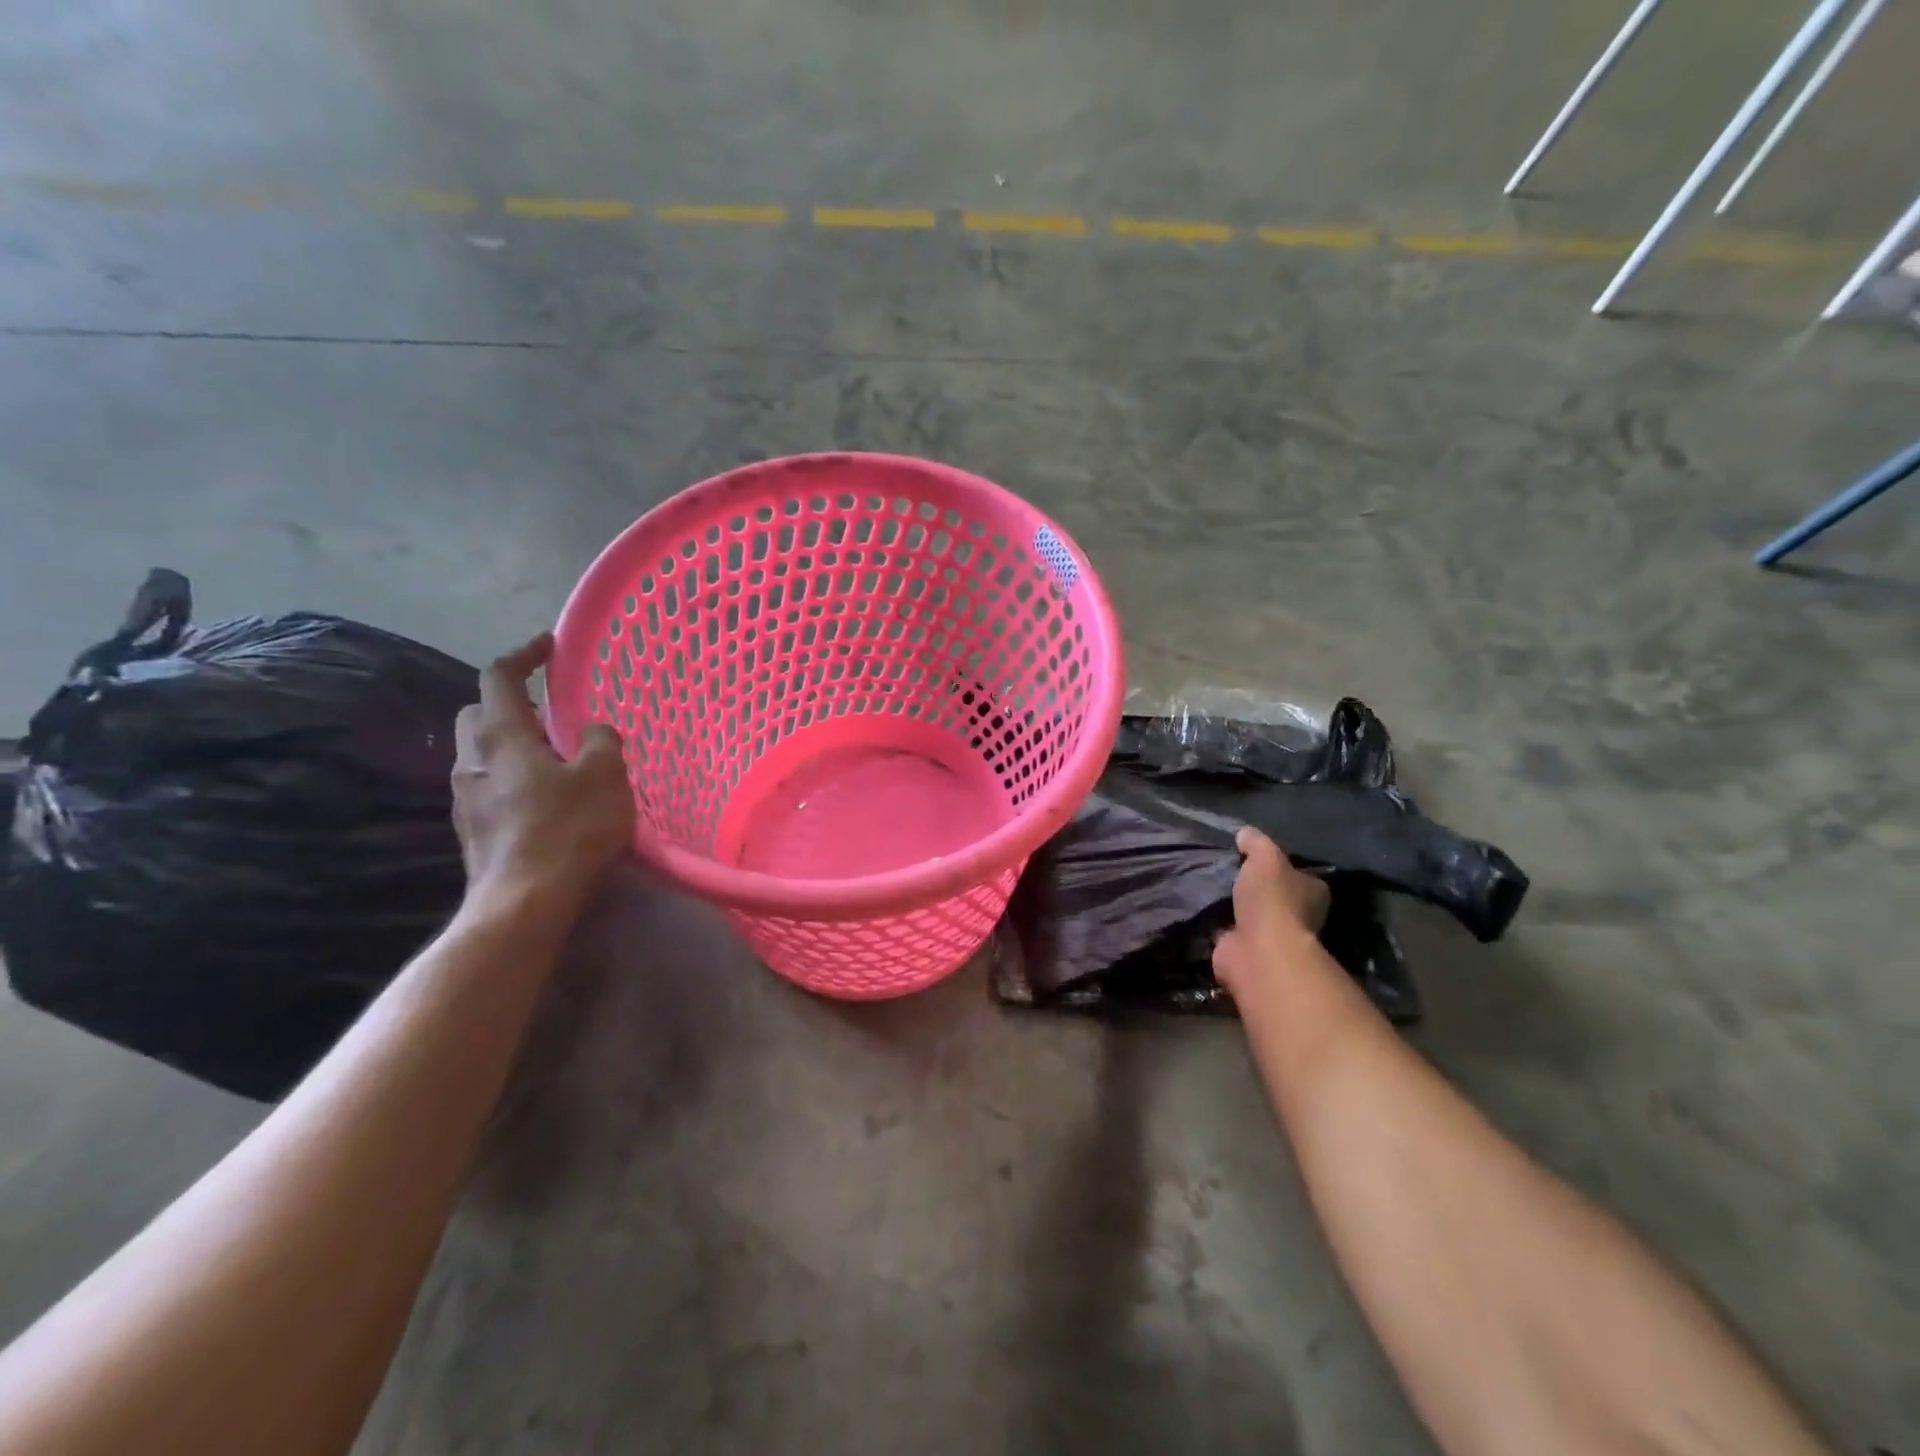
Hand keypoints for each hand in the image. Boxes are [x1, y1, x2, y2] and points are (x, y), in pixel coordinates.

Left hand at [452, 634, 634, 925]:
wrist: (524, 904)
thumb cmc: (568, 830)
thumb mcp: (605, 777)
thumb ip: (600, 741)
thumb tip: (592, 730)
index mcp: (501, 737)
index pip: (498, 677)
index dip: (523, 655)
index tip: (548, 646)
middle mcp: (472, 760)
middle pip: (479, 713)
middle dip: (509, 702)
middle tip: (549, 709)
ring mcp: (465, 797)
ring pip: (481, 752)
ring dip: (511, 743)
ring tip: (553, 756)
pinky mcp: (472, 828)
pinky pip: (488, 784)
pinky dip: (512, 775)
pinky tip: (544, 797)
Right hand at [1212, 826, 1330, 996]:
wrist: (1258, 950)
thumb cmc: (1272, 899)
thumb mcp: (1265, 857)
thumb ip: (1256, 843)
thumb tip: (1245, 833)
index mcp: (1312, 893)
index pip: (1300, 876)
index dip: (1281, 868)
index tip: (1256, 860)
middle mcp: (1300, 917)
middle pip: (1277, 898)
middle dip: (1257, 890)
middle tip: (1229, 873)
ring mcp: (1274, 938)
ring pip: (1253, 916)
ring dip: (1236, 908)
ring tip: (1211, 889)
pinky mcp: (1248, 953)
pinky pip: (1232, 933)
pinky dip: (1220, 926)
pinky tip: (1203, 911)